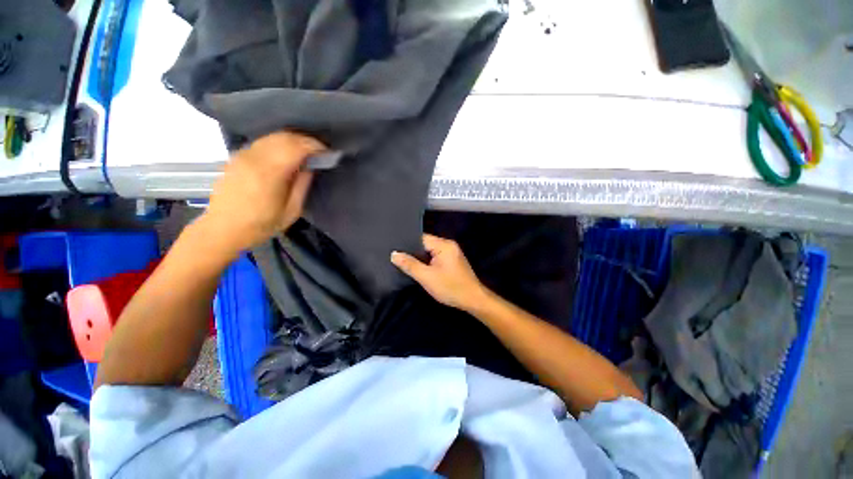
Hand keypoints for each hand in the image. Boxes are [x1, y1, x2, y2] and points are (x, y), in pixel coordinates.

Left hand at [203, 132, 324, 255]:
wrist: (222, 229)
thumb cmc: (261, 225)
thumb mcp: (291, 211)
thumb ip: (302, 185)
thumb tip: (311, 166)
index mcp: (269, 174)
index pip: (296, 147)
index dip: (315, 146)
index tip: (328, 152)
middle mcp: (254, 158)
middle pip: (285, 137)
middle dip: (306, 140)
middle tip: (320, 150)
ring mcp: (243, 155)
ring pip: (273, 136)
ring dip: (293, 140)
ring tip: (306, 151)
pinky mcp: (237, 156)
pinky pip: (263, 142)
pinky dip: (279, 143)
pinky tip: (287, 153)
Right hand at [391, 234, 487, 311]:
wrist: (473, 300)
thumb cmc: (450, 287)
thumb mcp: (427, 277)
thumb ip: (410, 265)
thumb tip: (394, 254)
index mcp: (444, 245)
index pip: (421, 238)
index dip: (407, 243)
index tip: (394, 249)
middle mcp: (448, 245)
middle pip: (425, 244)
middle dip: (412, 251)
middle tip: (396, 258)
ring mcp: (452, 253)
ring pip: (430, 251)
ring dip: (420, 258)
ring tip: (404, 263)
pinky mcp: (452, 261)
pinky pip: (436, 257)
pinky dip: (428, 262)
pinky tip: (419, 268)